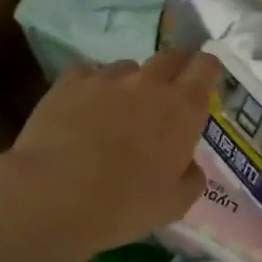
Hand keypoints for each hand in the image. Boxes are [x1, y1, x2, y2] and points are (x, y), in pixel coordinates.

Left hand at [5, 50, 221, 258]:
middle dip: (174, 69)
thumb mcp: (174, 204)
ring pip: (127, 67)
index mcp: (182, 109)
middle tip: (167, 94)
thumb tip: (189, 165)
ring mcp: (106, 78)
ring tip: (117, 110)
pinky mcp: (69, 82)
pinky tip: (81, 110)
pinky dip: (91, 87)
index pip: (205, 66)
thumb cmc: (125, 205)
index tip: (203, 84)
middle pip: (170, 56)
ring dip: (130, 83)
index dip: (206, 70)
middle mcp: (149, 83)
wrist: (55, 196)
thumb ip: (191, 178)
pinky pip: (88, 74)